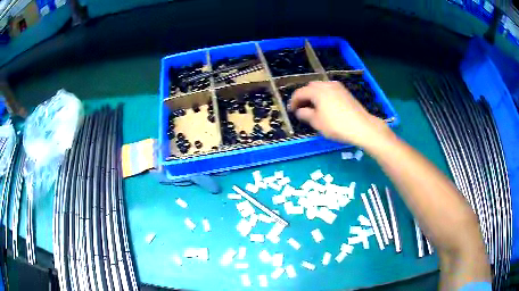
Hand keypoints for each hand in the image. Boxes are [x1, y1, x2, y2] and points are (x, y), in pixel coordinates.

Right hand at [289, 81, 392, 147]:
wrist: (362, 126)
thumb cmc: (337, 125)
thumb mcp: (317, 122)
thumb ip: (305, 114)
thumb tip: (300, 111)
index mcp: (317, 91)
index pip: (300, 93)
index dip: (294, 101)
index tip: (291, 110)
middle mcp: (326, 85)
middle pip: (310, 87)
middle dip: (304, 96)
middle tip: (302, 108)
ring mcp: (337, 87)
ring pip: (321, 87)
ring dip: (314, 94)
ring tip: (313, 107)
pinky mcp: (345, 92)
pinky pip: (329, 89)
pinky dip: (323, 95)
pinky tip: (326, 105)